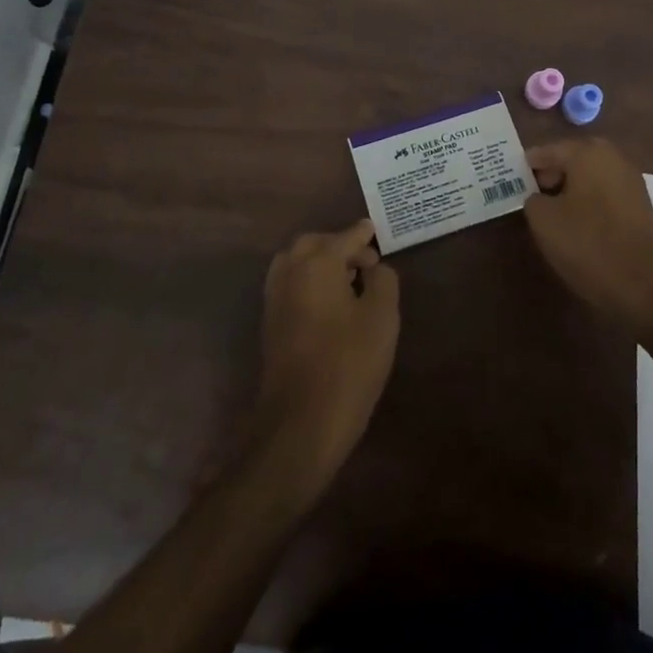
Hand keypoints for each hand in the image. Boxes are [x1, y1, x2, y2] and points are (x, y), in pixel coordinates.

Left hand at [253, 219, 399, 497]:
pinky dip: (308, 280)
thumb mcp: (381, 318)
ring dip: (320, 262)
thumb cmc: (348, 363)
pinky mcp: (270, 323)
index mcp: (317, 262)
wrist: (301, 421)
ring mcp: (275, 298)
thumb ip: (383, 281)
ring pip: (297, 263)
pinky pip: (290, 284)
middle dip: (339, 245)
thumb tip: (375, 268)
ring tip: (348, 281)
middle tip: (365, 262)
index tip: (375, 230)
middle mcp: (290, 271)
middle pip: (315, 244)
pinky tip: (329, 302)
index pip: (345, 237)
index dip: (363, 234)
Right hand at [524, 139, 652, 336]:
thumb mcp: (543, 220)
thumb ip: (532, 198)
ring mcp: (630, 181)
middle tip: (528, 196)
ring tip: (549, 213)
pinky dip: (587, 202)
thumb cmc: (587, 244)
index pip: (547, 151)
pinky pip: (604, 193)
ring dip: (569, 190)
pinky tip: (575, 224)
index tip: (509, 180)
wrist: (643, 286)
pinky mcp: (639, 205)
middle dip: (549, 176)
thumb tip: (538, 197)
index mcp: (588, 152)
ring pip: (589, 177)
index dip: (526, 166)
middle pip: (571, 160)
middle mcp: (613, 157)